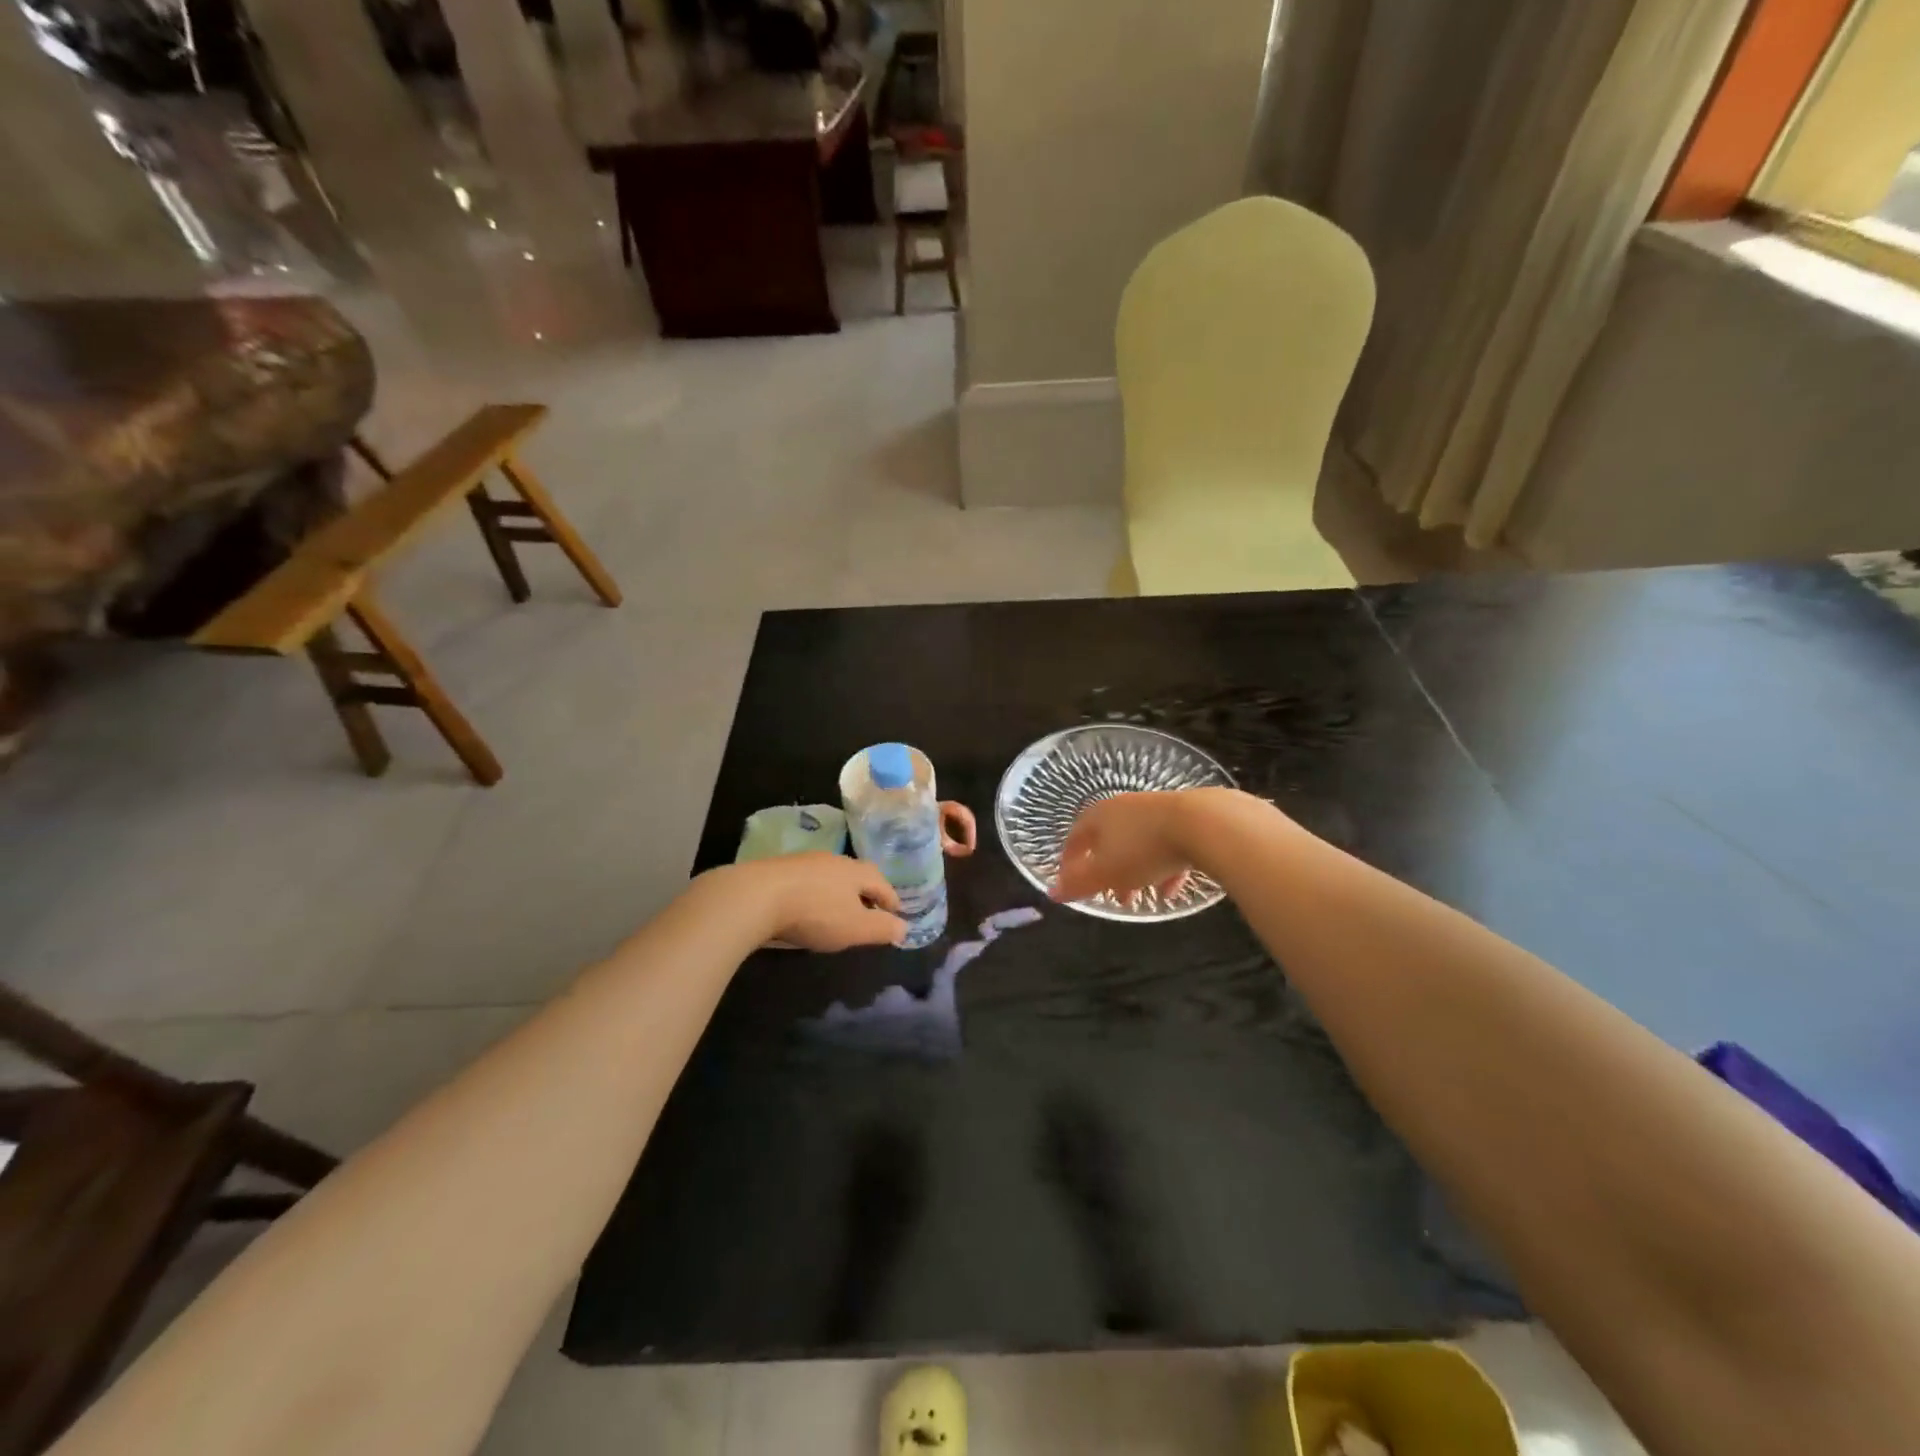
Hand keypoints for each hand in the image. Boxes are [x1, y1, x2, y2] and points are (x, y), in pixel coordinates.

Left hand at [729, 853, 908, 950]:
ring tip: (836, 911)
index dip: (891, 900)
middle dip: (864, 893)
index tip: (896, 914)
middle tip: (868, 912)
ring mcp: (803, 862)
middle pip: (856, 875)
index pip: (882, 883)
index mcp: (856, 871)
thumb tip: (903, 927)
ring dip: (837, 892)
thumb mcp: (855, 928)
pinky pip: (806, 881)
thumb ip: (882, 928)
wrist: (755, 896)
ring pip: (829, 876)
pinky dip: (813, 894)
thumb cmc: (815, 913)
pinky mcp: (778, 869)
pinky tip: (805, 907)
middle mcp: (833, 860)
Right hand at [1051, 791, 1197, 903]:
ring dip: (1138, 872)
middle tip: (1113, 896)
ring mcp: (1155, 809)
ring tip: (1144, 896)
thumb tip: (1051, 892)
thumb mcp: (1105, 872)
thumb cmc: (1143, 848)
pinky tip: (1171, 889)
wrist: (1202, 823)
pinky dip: (1164, 867)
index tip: (1070, 882)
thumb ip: (1078, 883)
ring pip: (1139, 844)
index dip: (1070, 862)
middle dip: (1109, 871)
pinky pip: (1167, 844)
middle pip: (1109, 841)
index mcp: (1098, 816)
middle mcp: (1124, 807)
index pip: (1075, 838)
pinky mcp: (1185, 816)